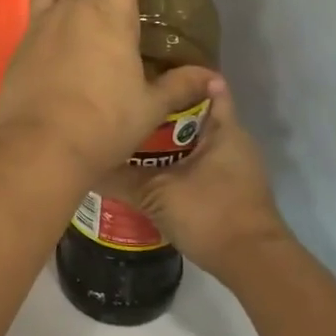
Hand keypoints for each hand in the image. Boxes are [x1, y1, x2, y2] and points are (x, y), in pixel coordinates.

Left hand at [0, 0, 222, 180]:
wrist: (36, 149)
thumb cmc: (100, 125)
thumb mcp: (148, 107)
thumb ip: (179, 86)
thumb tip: (212, 79)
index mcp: (108, 14)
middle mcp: (71, 8)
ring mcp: (39, 25)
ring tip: (93, 2)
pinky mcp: (20, 45)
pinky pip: (38, 12)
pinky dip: (55, 11)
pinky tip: (65, 40)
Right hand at [99, 75, 290, 282]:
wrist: (252, 263)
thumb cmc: (209, 214)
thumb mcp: (156, 194)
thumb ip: (119, 178)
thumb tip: (83, 165)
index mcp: (223, 129)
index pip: (204, 85)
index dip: (175, 76)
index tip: (143, 72)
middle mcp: (231, 140)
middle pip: (193, 114)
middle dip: (160, 109)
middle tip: (123, 105)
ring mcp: (232, 165)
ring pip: (193, 140)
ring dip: (164, 138)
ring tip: (126, 133)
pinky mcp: (228, 187)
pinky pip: (196, 161)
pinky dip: (173, 160)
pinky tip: (144, 167)